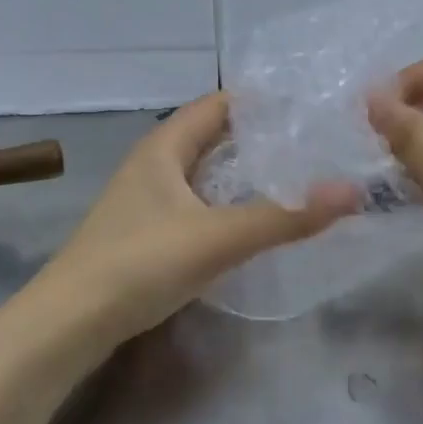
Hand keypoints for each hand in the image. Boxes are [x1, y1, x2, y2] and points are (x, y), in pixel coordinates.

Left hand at [39, 94, 360, 347]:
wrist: (70, 323)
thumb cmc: (140, 263)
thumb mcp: (218, 237)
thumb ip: (285, 217)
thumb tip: (352, 192)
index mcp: (163, 147)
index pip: (217, 104)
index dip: (260, 100)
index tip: (308, 105)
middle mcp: (152, 165)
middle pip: (211, 137)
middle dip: (258, 138)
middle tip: (313, 144)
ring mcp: (145, 201)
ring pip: (203, 174)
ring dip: (242, 174)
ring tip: (294, 179)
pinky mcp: (145, 234)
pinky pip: (196, 205)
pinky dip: (226, 205)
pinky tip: (251, 223)